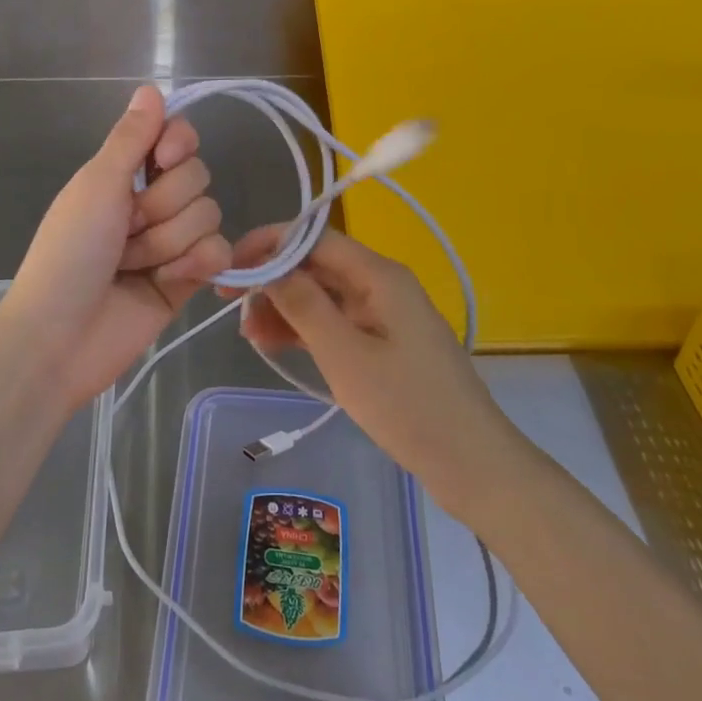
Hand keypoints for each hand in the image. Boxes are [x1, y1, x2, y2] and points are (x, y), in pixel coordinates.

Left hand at [0, 86, 230, 413]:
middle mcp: (151, 202)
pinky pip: (219, 252)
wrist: (61, 337)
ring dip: (167, 242)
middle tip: (125, 231)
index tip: (162, 159)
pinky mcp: (189, 279)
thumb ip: (131, 138)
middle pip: (197, 177)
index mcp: (123, 174)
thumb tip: (151, 87)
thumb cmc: (68, 253)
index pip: (176, 136)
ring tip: (133, 266)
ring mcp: (172, 242)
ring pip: (209, 215)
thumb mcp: (96, 186)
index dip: (178, 143)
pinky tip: (170, 281)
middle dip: (161, 207)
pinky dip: (196, 265)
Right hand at [227, 227, 518, 516]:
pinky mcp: (385, 342)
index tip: (231, 270)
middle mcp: (382, 284)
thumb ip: (304, 305)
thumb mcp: (345, 355)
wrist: (471, 462)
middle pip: (317, 265)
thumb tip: (268, 265)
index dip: (268, 246)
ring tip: (248, 335)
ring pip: (324, 295)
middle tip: (231, 308)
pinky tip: (277, 345)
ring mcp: (385, 313)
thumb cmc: (406, 405)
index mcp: (378, 275)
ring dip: (285, 308)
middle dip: (273, 281)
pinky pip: (337, 321)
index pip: (313, 238)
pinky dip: (306, 329)